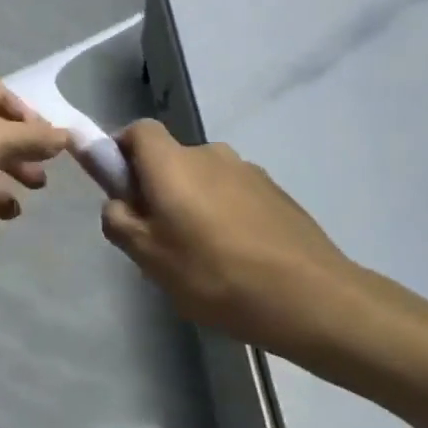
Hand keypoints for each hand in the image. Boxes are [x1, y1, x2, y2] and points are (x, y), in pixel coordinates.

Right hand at [101, 120, 368, 354]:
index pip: (138, 131)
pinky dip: (224, 214)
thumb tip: (118, 202)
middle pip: (171, 159)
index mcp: (174, 163)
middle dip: (157, 188)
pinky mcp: (276, 193)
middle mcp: (210, 154)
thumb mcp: (149, 257)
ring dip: (193, 203)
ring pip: (204, 179)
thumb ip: (119, 220)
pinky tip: (235, 257)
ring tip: (201, 255)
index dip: (121, 151)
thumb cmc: (214, 274)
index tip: (119, 189)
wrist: (309, 296)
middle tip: (158, 238)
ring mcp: (248, 171)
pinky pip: (233, 194)